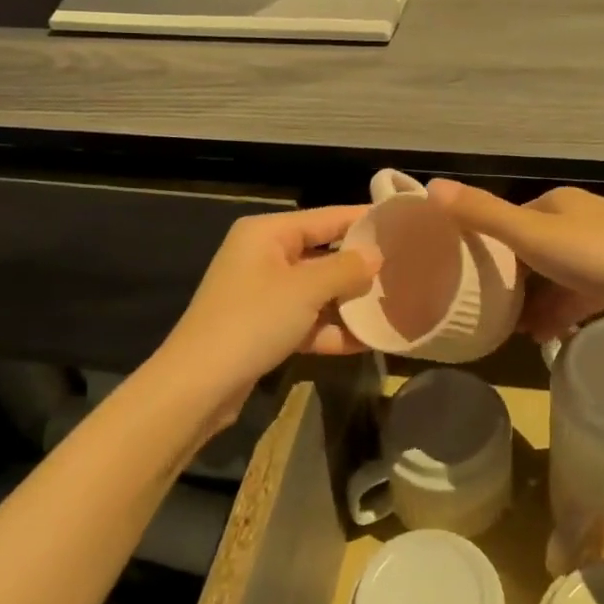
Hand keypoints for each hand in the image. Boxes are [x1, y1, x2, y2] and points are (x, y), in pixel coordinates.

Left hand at [160, 206, 382, 396]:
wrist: (198, 386)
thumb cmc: (253, 321)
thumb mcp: (306, 289)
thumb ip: (346, 268)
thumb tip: (376, 255)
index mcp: (268, 233)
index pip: (326, 217)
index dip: (364, 220)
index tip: (402, 225)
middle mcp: (264, 256)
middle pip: (323, 254)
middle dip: (360, 267)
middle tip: (405, 270)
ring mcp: (262, 294)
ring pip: (317, 291)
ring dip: (349, 302)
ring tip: (393, 307)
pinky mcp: (263, 328)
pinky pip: (306, 320)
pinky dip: (331, 329)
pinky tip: (366, 341)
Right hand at [426, 182, 603, 341]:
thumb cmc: (598, 256)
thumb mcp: (532, 236)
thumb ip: (483, 214)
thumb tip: (432, 186)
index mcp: (556, 203)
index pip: (509, 221)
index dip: (486, 249)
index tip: (468, 281)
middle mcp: (579, 219)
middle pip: (532, 249)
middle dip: (512, 281)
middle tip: (490, 313)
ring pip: (556, 274)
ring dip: (536, 301)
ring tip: (516, 332)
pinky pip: (581, 292)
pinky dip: (563, 310)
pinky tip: (551, 335)